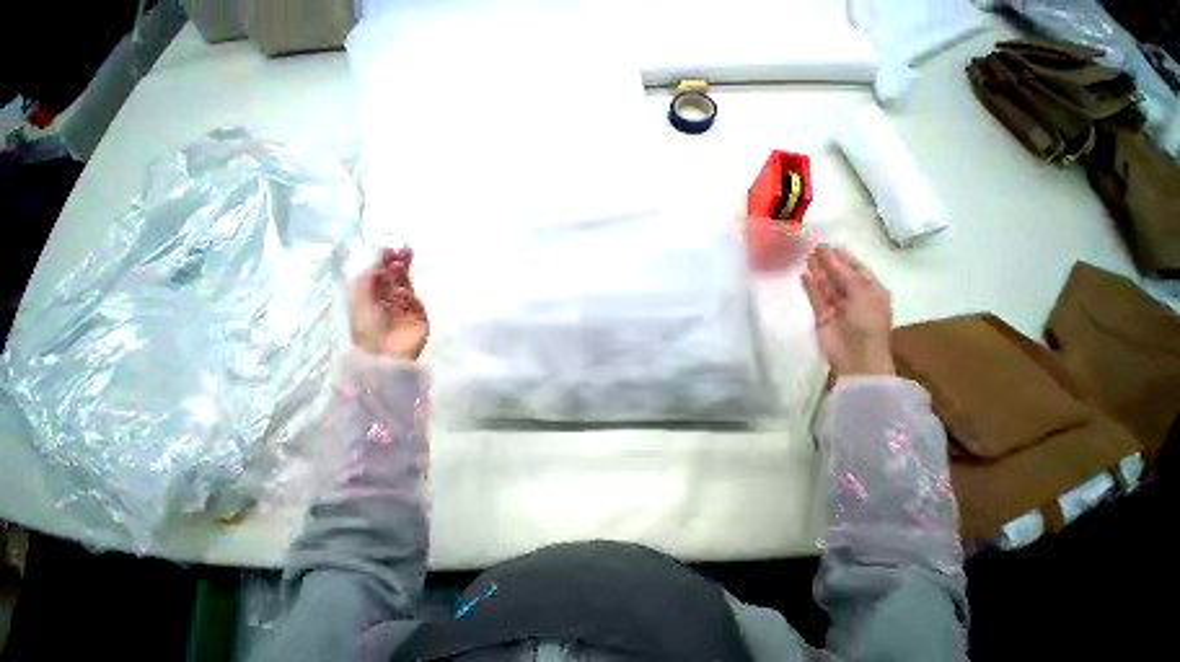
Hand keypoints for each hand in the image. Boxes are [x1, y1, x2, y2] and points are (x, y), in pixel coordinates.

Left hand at [349, 247, 429, 360]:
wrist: (386, 355)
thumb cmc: (366, 330)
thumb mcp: (359, 303)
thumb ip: (367, 283)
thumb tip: (376, 265)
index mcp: (368, 297)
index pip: (377, 274)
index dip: (381, 262)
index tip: (387, 249)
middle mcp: (387, 300)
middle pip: (394, 277)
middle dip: (396, 263)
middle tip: (402, 249)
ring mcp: (404, 307)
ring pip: (405, 285)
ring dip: (404, 272)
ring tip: (403, 258)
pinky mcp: (419, 315)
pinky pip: (414, 300)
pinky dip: (409, 292)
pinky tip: (403, 289)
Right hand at [800, 246, 893, 377]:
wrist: (856, 356)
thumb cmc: (867, 324)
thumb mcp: (863, 296)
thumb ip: (845, 276)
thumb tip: (830, 256)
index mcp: (872, 291)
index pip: (857, 269)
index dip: (844, 256)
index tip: (830, 244)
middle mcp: (855, 296)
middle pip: (839, 275)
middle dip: (828, 262)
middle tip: (813, 246)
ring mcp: (837, 306)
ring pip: (826, 285)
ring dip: (818, 271)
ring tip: (806, 256)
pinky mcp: (822, 315)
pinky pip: (815, 297)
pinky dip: (810, 287)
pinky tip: (803, 275)